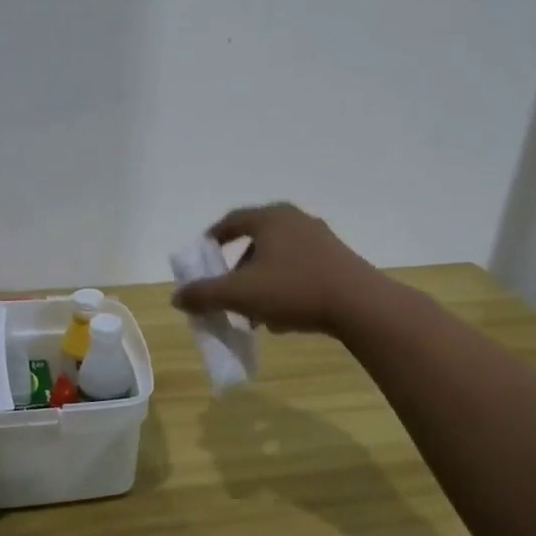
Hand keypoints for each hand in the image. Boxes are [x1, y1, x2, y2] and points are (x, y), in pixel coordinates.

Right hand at [171, 203, 384, 336]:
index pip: (231, 221)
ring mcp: (320, 239)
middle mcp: (295, 220)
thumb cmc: (293, 290)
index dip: (212, 239)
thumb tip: (176, 297)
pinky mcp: (338, 260)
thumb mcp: (240, 294)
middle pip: (255, 241)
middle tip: (227, 291)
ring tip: (254, 313)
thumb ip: (204, 294)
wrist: (359, 305)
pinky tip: (283, 317)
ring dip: (261, 282)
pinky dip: (284, 287)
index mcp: (270, 218)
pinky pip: (299, 269)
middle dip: (237, 269)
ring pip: (278, 258)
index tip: (201, 257)